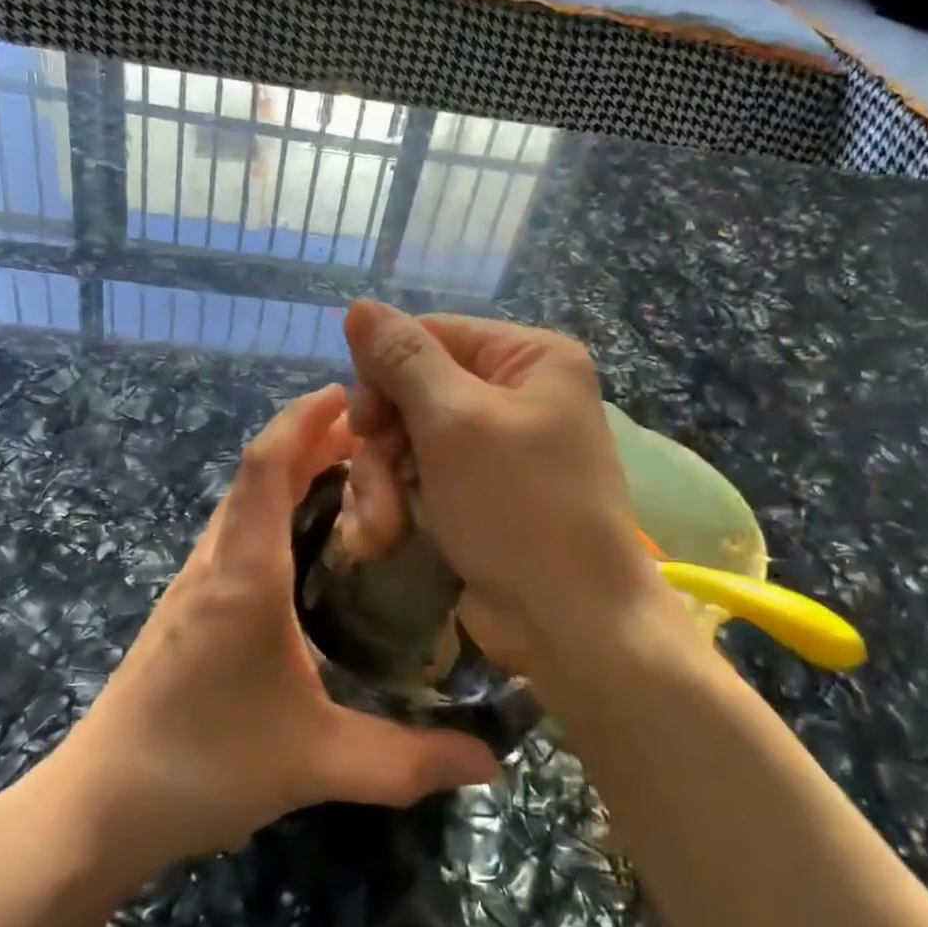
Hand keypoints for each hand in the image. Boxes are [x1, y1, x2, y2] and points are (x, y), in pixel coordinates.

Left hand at [0, 384, 501, 893]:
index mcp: (245, 574)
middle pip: (258, 472)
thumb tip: (494, 764)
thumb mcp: (318, 761)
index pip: (268, 465)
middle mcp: (217, 562)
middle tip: (378, 434)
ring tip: (353, 473)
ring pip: (244, 501)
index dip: (305, 417)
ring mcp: (195, 583)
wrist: (100, 805)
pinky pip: (236, 532)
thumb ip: (409, 761)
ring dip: (291, 472)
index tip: (352, 392)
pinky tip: (308, 541)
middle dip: (312, 438)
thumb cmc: (205, 766)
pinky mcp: (188, 607)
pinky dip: (274, 508)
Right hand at [342, 302, 670, 682]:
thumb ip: (403, 360)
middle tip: (372, 483)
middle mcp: (515, 394)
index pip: (431, 336)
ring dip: (381, 484)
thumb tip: (359, 306)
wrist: (568, 619)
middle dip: (382, 444)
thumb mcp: (454, 422)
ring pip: (408, 441)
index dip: (384, 374)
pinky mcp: (477, 494)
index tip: (362, 423)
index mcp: (528, 358)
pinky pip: (419, 478)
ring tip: (379, 530)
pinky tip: (383, 539)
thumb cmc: (518, 506)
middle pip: (413, 392)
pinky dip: (397, 505)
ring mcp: (495, 448)